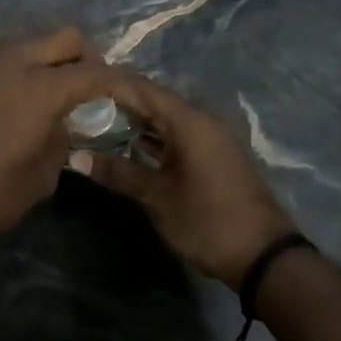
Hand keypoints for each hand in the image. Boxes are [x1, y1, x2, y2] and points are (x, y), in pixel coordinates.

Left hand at [0, 28, 116, 241]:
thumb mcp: (44, 173)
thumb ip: (63, 136)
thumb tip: (64, 120)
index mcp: (42, 88)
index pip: (94, 71)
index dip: (120, 81)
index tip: (132, 93)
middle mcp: (17, 63)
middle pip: (65, 36)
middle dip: (87, 56)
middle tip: (93, 86)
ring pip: (34, 40)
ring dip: (53, 57)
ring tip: (60, 90)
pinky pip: (10, 56)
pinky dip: (27, 65)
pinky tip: (29, 96)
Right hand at [80, 71, 298, 289]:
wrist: (264, 256)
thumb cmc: (207, 220)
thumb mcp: (157, 197)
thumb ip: (117, 172)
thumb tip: (75, 158)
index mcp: (189, 120)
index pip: (140, 88)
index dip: (108, 84)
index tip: (76, 86)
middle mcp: (201, 119)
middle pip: (153, 99)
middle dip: (117, 101)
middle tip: (80, 105)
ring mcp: (210, 137)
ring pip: (165, 117)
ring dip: (134, 119)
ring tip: (95, 122)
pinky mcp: (213, 154)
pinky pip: (177, 133)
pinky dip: (153, 136)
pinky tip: (127, 145)